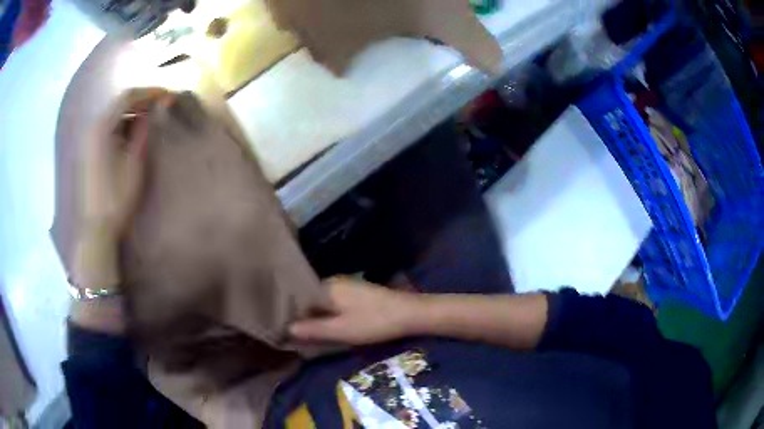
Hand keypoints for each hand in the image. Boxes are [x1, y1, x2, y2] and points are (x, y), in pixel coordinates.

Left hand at [82, 88, 169, 237]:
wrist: (96, 228)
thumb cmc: (116, 197)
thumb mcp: (134, 162)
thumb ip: (143, 131)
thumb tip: (153, 109)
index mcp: (102, 127)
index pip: (128, 96)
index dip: (150, 91)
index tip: (168, 94)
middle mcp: (93, 127)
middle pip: (119, 102)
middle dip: (142, 100)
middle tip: (161, 104)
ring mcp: (89, 139)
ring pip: (114, 114)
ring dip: (133, 112)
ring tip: (150, 119)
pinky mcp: (90, 150)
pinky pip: (108, 127)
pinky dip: (123, 124)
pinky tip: (133, 133)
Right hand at [289, 277, 422, 345]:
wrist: (409, 313)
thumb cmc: (373, 322)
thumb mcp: (341, 330)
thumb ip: (313, 329)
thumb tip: (287, 328)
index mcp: (326, 287)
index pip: (298, 300)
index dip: (292, 316)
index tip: (286, 332)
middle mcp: (332, 281)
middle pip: (310, 300)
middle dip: (305, 317)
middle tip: (299, 337)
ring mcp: (346, 285)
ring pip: (322, 302)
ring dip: (317, 317)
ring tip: (311, 334)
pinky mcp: (356, 292)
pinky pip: (333, 303)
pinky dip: (329, 314)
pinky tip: (331, 326)